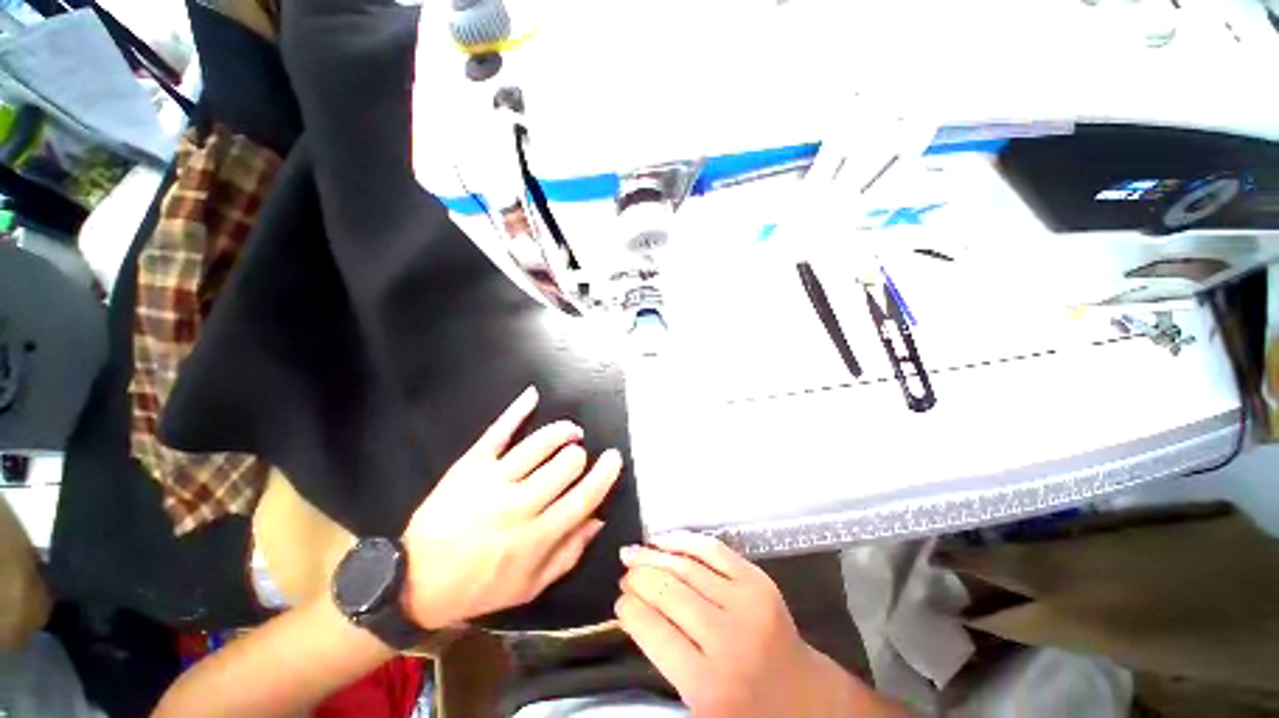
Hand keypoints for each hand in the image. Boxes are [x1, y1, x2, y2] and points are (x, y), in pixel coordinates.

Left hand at [401, 386, 621, 628]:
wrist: (417, 581)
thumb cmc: (480, 586)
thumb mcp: (531, 585)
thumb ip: (569, 553)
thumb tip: (597, 518)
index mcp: (537, 537)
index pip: (584, 497)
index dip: (605, 474)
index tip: (614, 458)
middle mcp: (519, 505)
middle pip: (566, 464)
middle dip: (579, 456)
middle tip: (577, 457)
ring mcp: (493, 481)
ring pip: (540, 444)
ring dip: (562, 432)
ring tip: (570, 431)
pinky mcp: (470, 465)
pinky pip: (498, 432)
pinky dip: (517, 411)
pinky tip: (532, 395)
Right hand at [616, 533, 893, 717]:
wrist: (802, 697)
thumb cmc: (744, 710)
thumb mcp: (697, 706)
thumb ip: (664, 660)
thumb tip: (635, 609)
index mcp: (707, 684)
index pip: (652, 630)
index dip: (628, 609)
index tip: (619, 601)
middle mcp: (726, 638)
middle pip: (667, 592)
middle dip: (638, 578)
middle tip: (624, 572)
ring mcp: (746, 603)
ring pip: (686, 566)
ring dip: (654, 555)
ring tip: (633, 552)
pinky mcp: (758, 580)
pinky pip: (712, 549)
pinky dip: (684, 541)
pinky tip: (664, 540)